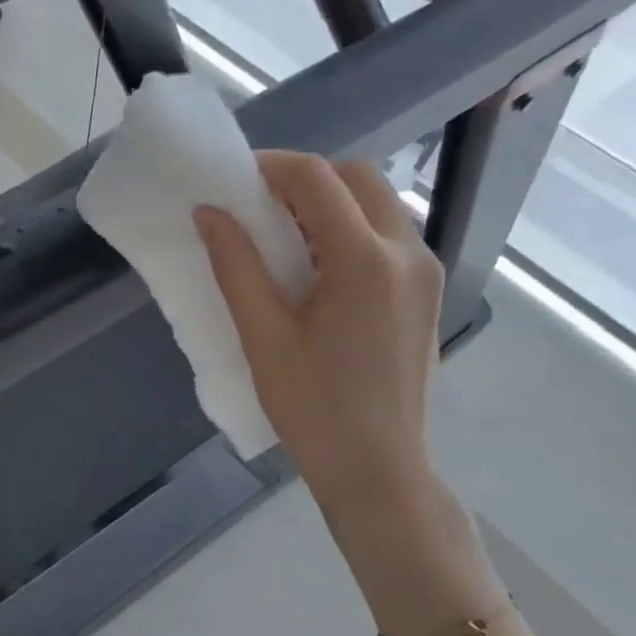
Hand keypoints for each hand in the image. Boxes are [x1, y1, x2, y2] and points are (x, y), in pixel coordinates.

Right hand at [195, 151, 443, 523]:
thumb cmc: (312, 408)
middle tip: (255, 206)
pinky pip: (388, 234)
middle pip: (356, 177)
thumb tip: (209, 212)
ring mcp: (425, 270)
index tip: (230, 181)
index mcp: (363, 260)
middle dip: (303, 178)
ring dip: (328, 201)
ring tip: (282, 236)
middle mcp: (406, 250)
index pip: (316, 179)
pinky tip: (317, 265)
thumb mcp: (262, 336)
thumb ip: (235, 265)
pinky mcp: (426, 291)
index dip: (269, 167)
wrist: (378, 468)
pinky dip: (350, 227)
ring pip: (377, 202)